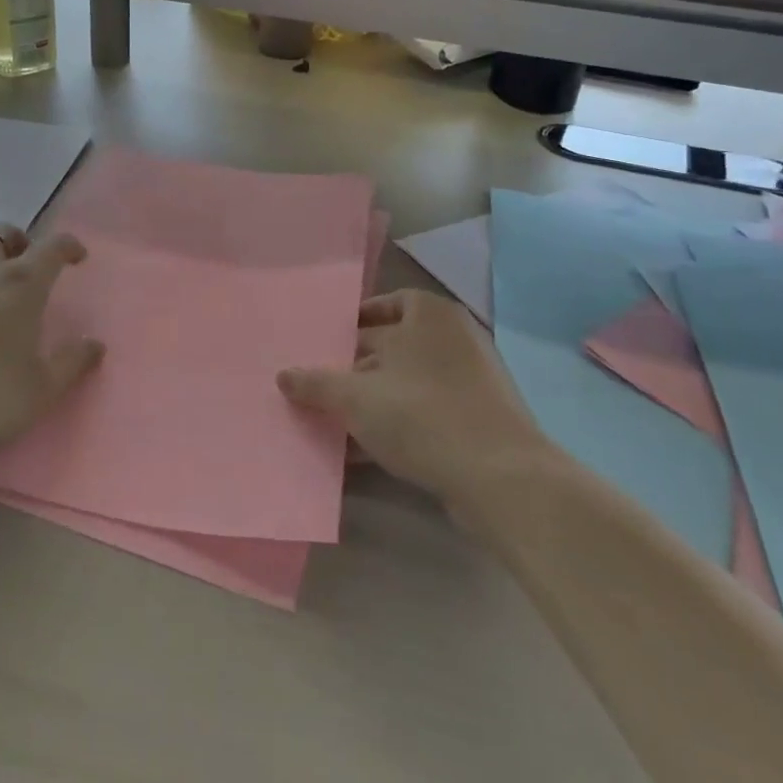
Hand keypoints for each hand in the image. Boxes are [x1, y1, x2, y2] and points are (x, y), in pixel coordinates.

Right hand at [277, 288, 547, 503]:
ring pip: (407, 383)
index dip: (353, 322)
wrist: (500, 478)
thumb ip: (315, 384)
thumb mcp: (355, 397)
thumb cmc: (421, 414)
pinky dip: (397, 424)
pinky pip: (425, 413)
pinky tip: (364, 451)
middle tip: (319, 385)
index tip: (326, 343)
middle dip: (355, 368)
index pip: (386, 304)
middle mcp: (453, 338)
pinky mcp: (477, 420)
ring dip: (372, 401)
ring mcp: (471, 381)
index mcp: (429, 315)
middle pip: (393, 346)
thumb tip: (282, 375)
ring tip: (334, 422)